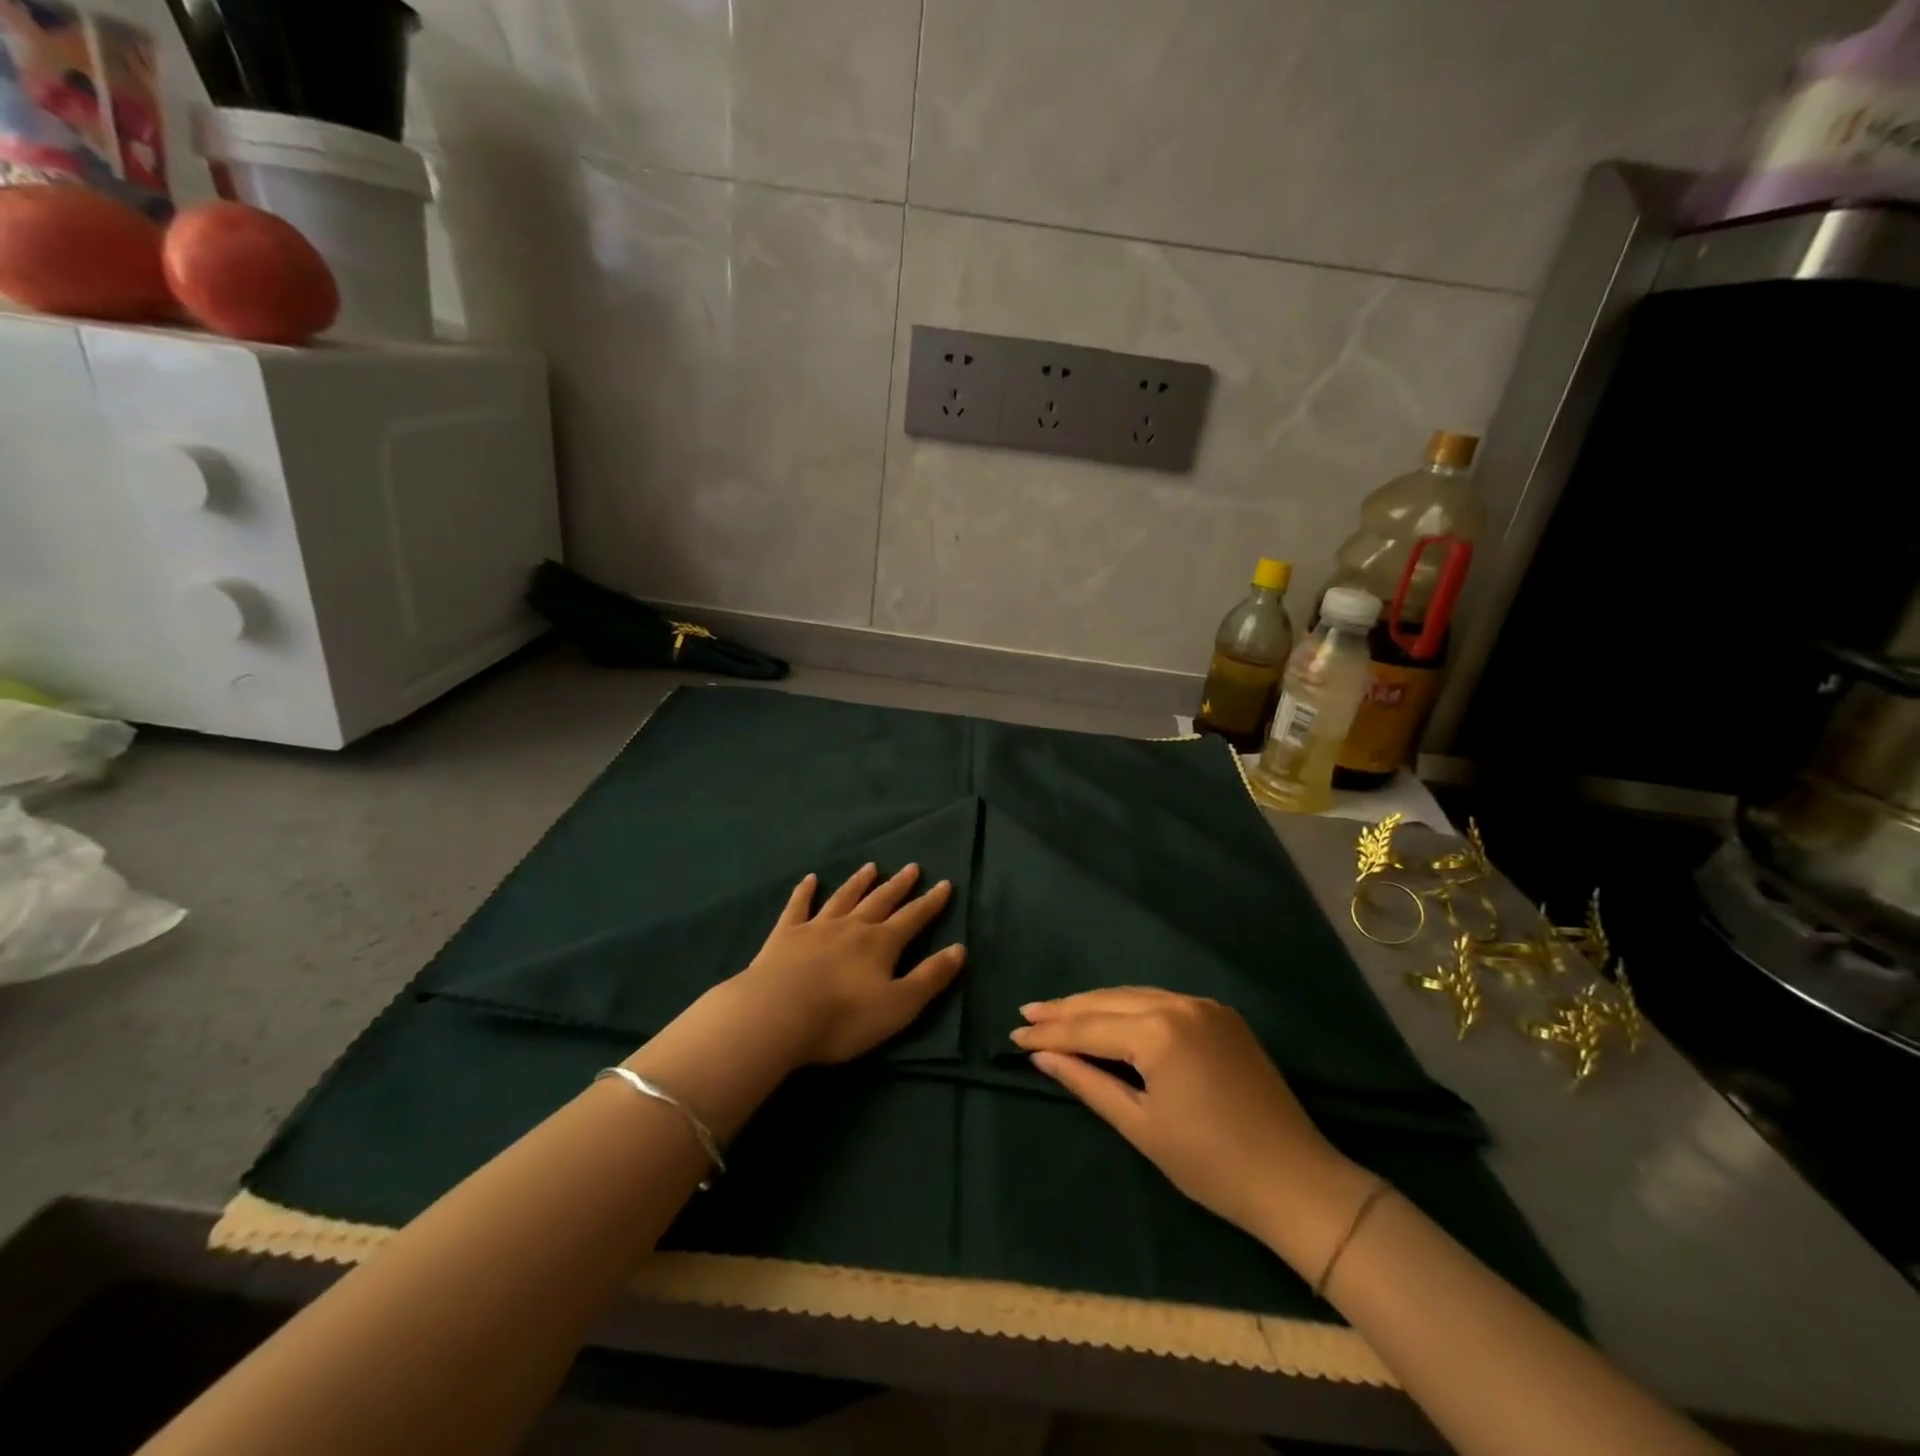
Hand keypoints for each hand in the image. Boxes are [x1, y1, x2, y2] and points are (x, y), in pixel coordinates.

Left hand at [734, 863, 965, 1065]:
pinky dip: (804, 892)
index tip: (944, 884)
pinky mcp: (785, 936)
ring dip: (859, 882)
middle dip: (898, 885)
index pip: (913, 918)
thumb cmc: (843, 1017)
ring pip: (844, 898)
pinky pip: (798, 907)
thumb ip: (930, 977)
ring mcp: (816, 927)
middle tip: (912, 867)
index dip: (931, 903)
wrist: (776, 1014)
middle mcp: (852, 927)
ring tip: (871, 867)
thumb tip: (960, 949)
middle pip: (880, 900)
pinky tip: (810, 880)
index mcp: (881, 944)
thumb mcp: (898, 1006)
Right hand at [1011, 988, 1372, 1269]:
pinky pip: (1162, 1000)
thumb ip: (1088, 1082)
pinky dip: (1129, 1007)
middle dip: (1066, 1009)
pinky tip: (1109, 1015)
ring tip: (1058, 1012)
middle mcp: (1180, 1004)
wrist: (1296, 1180)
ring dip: (1096, 1004)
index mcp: (1159, 1032)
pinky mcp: (1221, 1015)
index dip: (1049, 1034)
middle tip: (1027, 1014)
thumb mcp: (1140, 1126)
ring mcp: (1204, 1005)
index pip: (1089, 1027)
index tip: (1014, 1035)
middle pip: (1108, 1000)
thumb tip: (1044, 1058)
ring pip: (1135, 994)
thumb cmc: (1210, 1164)